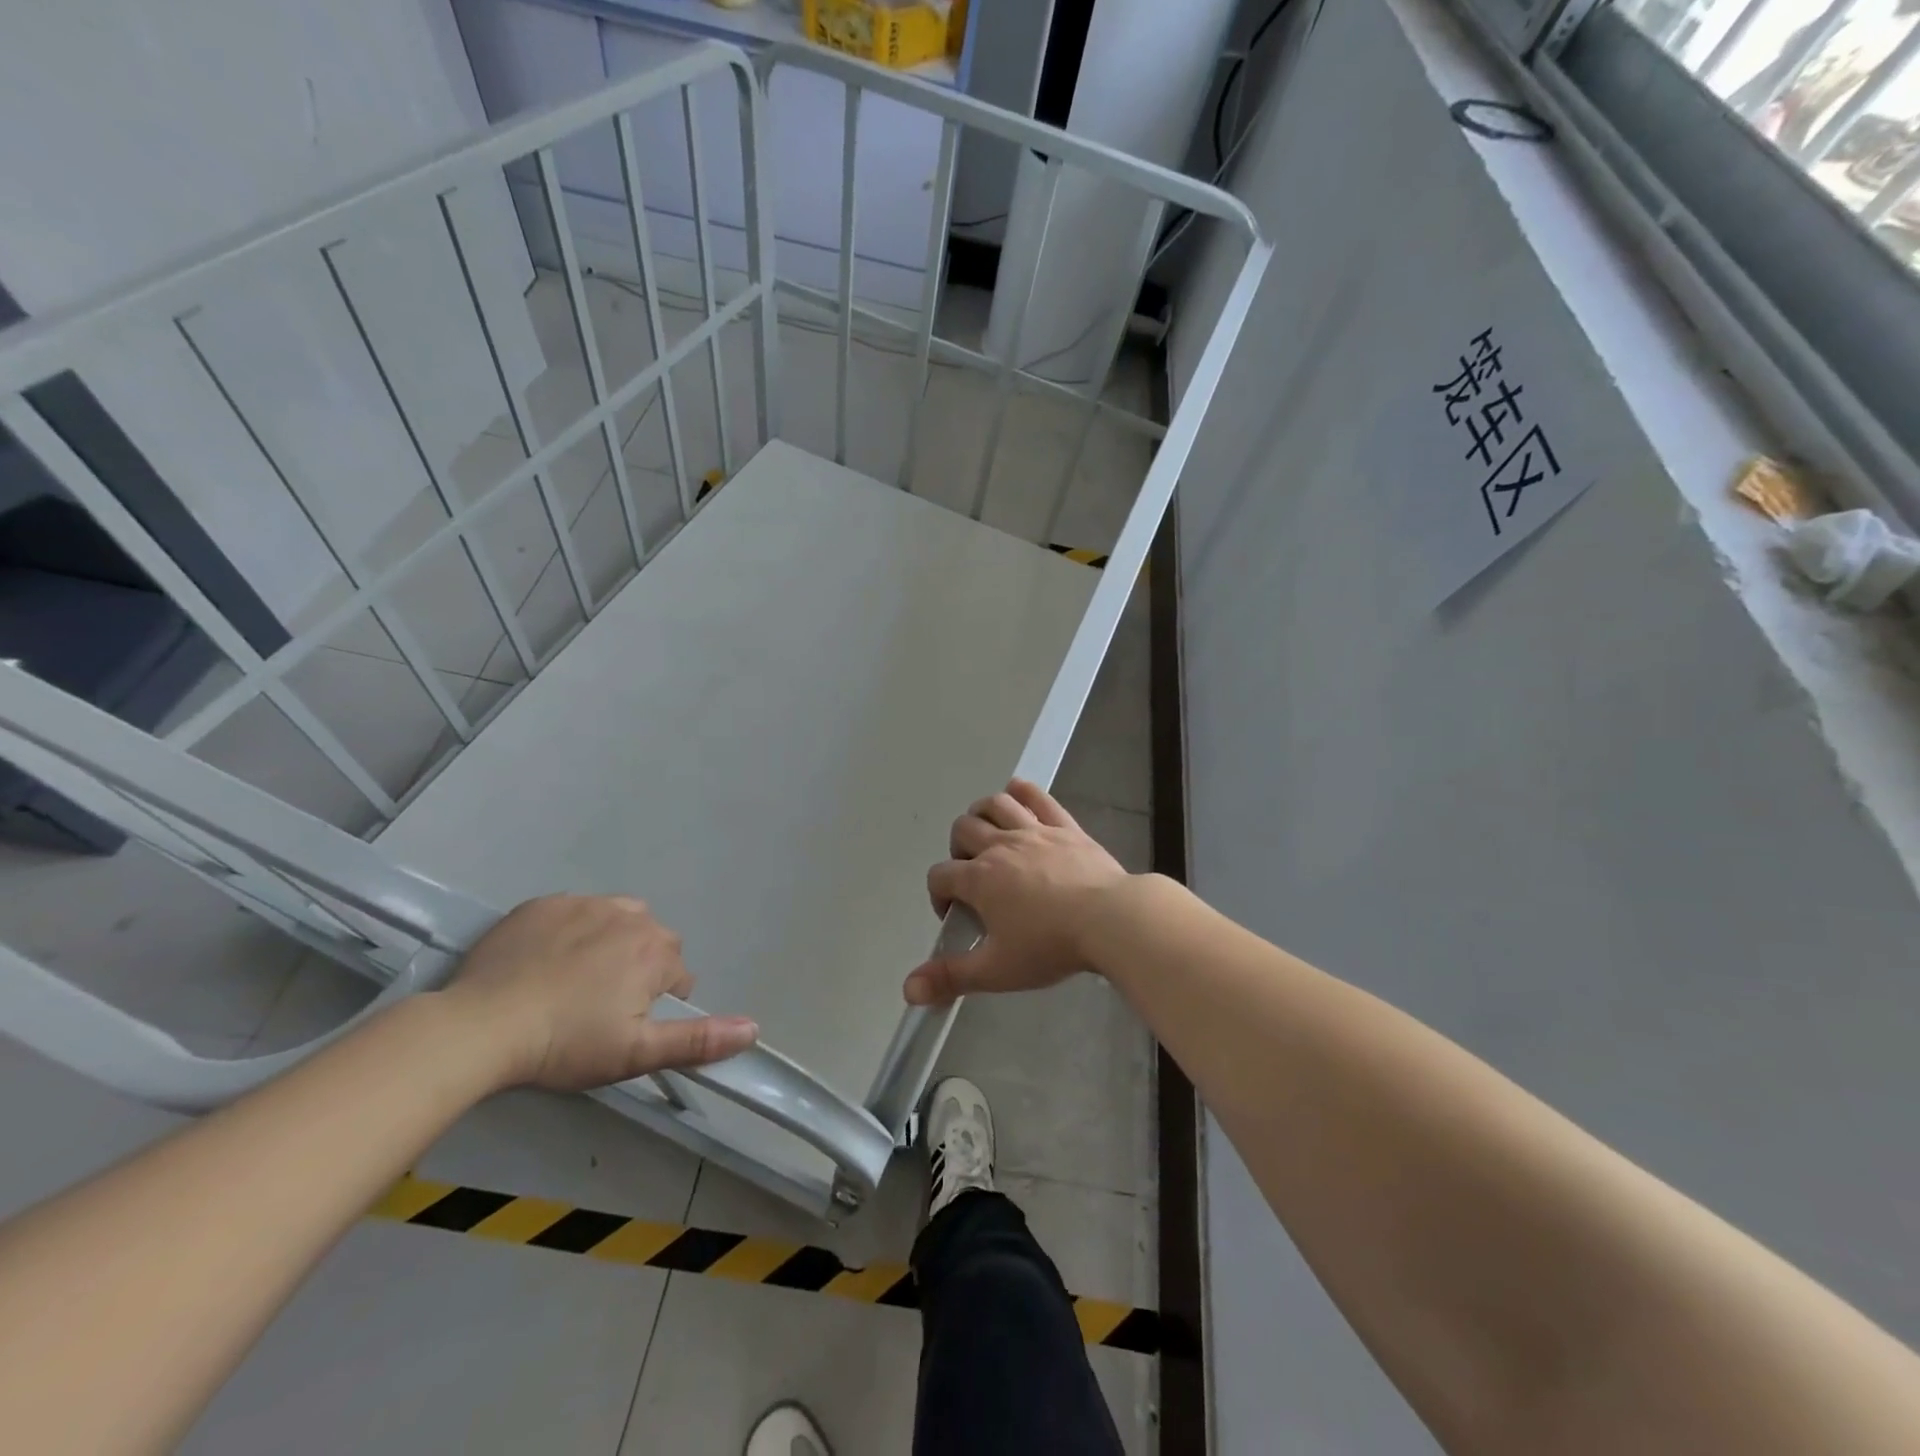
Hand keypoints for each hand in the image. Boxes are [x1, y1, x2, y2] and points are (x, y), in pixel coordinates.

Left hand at [444, 894, 757, 1091]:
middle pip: (653, 941)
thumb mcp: (636, 1053)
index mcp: (656, 951)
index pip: (678, 973)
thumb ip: (698, 1040)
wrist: (480, 1025)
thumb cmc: (565, 1043)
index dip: (657, 1003)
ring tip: (577, 980)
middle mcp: (630, 916)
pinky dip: (572, 931)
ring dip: (612, 942)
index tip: (624, 1026)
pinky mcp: (544, 903)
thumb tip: (754, 1028)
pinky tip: (545, 962)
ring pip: (618, 919)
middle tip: (601, 1007)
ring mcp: (584, 904)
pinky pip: (575, 912)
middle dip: (640, 968)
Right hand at [903, 780, 1130, 1006]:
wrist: (1111, 920)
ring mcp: (1034, 831)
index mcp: (979, 879)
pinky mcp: (1064, 826)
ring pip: (995, 805)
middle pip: (962, 830)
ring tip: (988, 836)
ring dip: (982, 815)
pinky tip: (1016, 794)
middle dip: (958, 851)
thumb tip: (909, 990)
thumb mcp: (997, 970)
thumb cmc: (1051, 946)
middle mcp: (1000, 846)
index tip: (956, 916)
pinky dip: (1022, 791)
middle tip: (974, 877)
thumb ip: (951, 978)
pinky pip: (1037, 797)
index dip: (939, 895)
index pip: (940, 875)